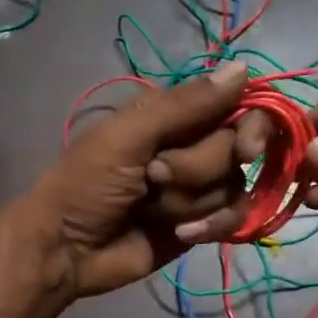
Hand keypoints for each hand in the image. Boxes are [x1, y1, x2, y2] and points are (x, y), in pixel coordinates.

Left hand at [2, 60, 267, 302]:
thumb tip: (243, 68)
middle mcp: (193, 144)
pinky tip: (181, 233)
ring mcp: (199, 186)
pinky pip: (233, 218)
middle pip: (236, 150)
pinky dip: (210, 226)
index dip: (252, 125)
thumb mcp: (127, 136)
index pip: (238, 105)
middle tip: (152, 178)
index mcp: (174, 114)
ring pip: (235, 186)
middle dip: (195, 169)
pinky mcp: (202, 223)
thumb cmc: (86, 183)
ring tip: (151, 209)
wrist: (66, 250)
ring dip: (192, 201)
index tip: (245, 148)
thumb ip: (185, 105)